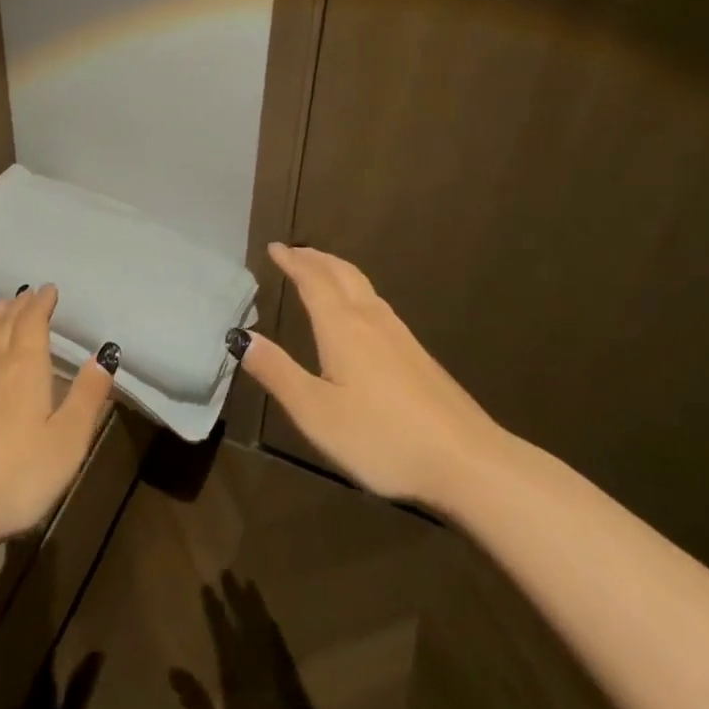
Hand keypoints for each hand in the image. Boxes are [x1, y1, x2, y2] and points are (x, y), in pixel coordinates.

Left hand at [0, 285, 113, 550]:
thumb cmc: (16, 475)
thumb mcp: (67, 440)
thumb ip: (87, 396)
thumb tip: (105, 353)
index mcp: (25, 370)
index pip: (33, 324)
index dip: (41, 304)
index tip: (48, 288)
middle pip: (6, 328)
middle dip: (19, 308)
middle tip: (27, 293)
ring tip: (2, 309)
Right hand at [170, 573, 377, 708]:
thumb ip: (197, 705)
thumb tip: (173, 669)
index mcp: (240, 681)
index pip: (225, 637)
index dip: (215, 611)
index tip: (207, 585)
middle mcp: (261, 669)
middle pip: (248, 625)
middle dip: (236, 597)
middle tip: (228, 571)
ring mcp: (281, 675)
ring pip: (266, 631)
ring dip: (256, 606)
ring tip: (249, 584)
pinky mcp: (296, 686)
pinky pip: (281, 645)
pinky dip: (273, 628)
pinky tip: (271, 622)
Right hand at [238, 244, 507, 505]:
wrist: (466, 460)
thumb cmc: (382, 437)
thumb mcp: (317, 413)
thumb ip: (278, 373)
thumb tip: (242, 337)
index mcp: (342, 328)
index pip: (313, 281)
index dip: (293, 262)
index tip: (275, 248)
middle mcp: (371, 321)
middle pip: (341, 274)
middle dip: (316, 258)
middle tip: (295, 251)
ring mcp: (400, 336)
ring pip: (363, 286)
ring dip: (337, 270)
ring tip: (322, 270)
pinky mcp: (417, 355)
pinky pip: (377, 303)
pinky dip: (355, 290)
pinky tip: (360, 313)